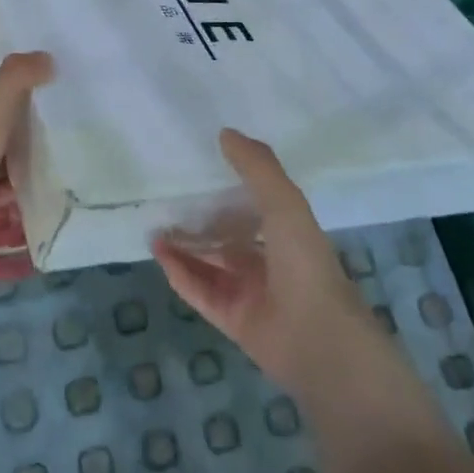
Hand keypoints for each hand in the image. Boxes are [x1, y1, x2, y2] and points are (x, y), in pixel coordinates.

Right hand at [153, 129, 379, 397]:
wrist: (318, 340)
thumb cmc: (305, 263)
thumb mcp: (284, 204)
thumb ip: (257, 168)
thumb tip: (225, 132)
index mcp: (289, 234)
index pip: (256, 207)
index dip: (231, 191)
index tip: (203, 170)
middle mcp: (270, 262)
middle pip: (229, 238)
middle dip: (201, 223)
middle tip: (168, 203)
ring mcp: (251, 293)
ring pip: (211, 265)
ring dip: (184, 248)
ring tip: (155, 229)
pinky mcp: (233, 320)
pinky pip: (201, 292)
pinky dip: (180, 273)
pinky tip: (159, 254)